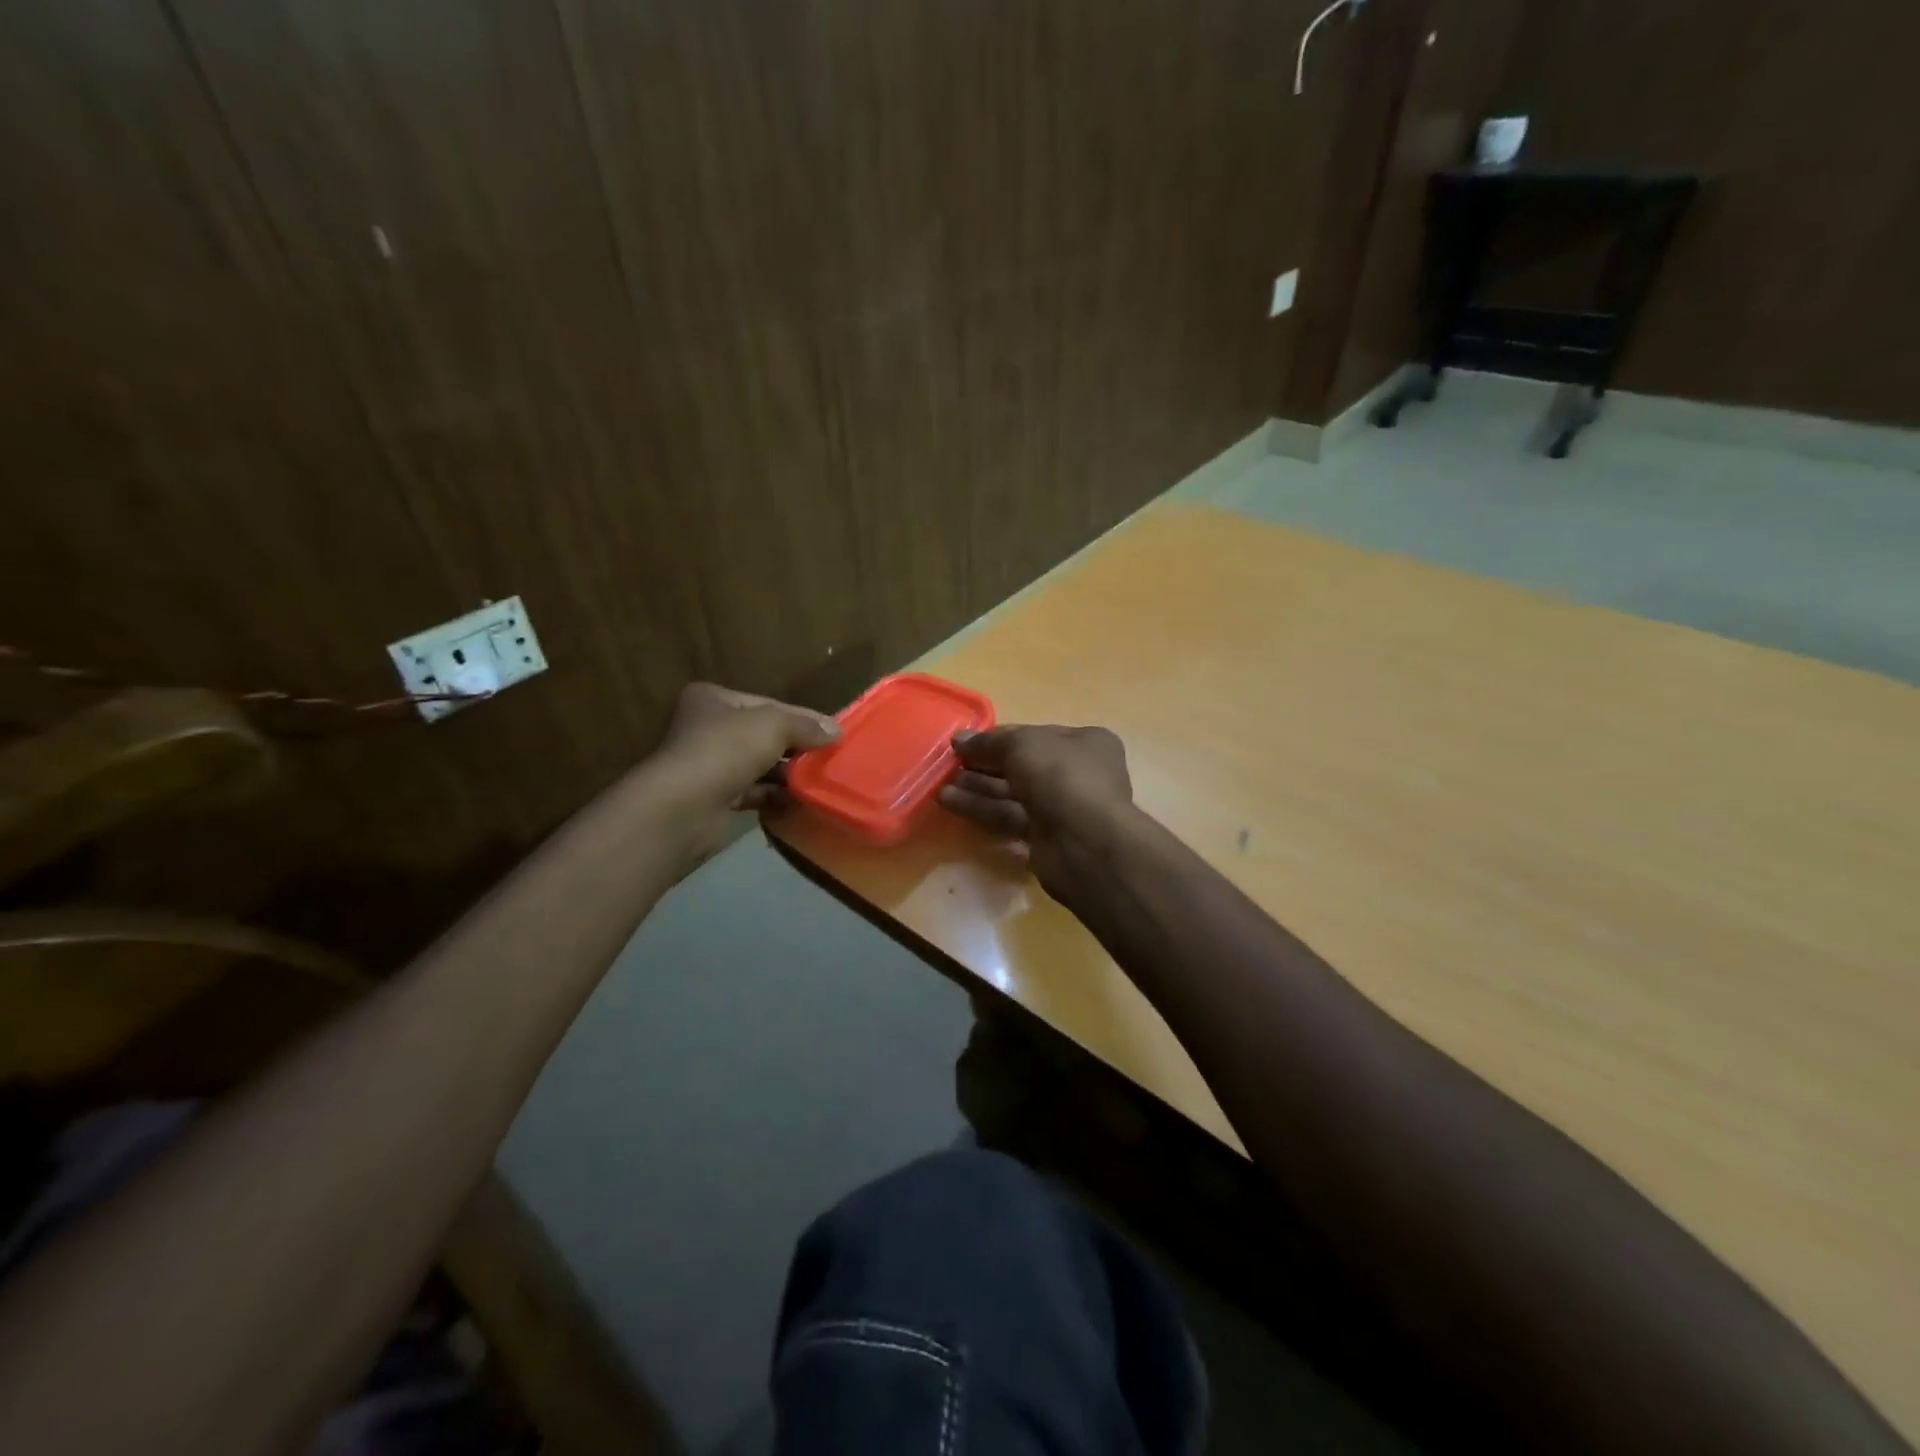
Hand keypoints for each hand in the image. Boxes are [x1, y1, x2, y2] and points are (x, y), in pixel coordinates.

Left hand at [644, 682, 838, 866]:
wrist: (683, 808)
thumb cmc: (725, 751)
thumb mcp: (773, 725)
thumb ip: (805, 724)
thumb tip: (836, 730)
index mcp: (713, 700)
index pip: (767, 704)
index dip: (801, 717)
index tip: (833, 733)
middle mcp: (707, 729)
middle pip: (764, 735)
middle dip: (796, 748)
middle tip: (830, 759)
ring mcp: (709, 765)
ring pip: (760, 766)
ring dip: (788, 774)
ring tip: (820, 781)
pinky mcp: (714, 798)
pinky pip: (753, 793)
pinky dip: (775, 796)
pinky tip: (800, 801)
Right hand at [937, 724, 1134, 900]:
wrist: (1085, 843)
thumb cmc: (1061, 777)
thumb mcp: (1022, 746)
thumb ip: (989, 742)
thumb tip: (960, 739)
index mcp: (1086, 743)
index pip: (1035, 735)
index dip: (999, 738)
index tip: (965, 743)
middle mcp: (1079, 773)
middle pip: (1023, 765)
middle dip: (984, 765)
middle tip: (949, 765)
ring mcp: (1064, 808)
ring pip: (1014, 794)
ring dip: (978, 788)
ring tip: (940, 785)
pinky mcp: (1047, 838)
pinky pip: (1010, 818)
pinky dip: (983, 810)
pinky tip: (949, 803)